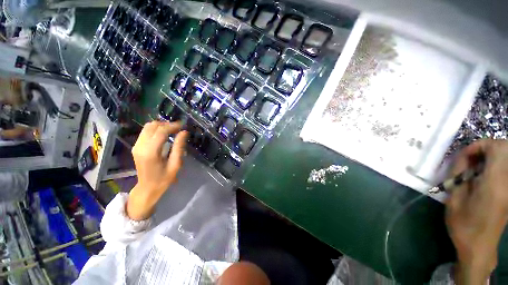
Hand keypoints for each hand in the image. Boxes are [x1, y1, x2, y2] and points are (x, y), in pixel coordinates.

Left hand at [127, 121, 187, 220]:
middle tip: (179, 129)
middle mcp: (140, 146)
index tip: (183, 126)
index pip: (161, 132)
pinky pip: (145, 132)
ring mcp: (136, 146)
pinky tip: (164, 135)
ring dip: (161, 126)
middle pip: (152, 126)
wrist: (147, 188)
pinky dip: (156, 130)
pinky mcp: (136, 146)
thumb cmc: (164, 179)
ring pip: (148, 127)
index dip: (173, 126)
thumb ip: (179, 147)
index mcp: (150, 152)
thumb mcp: (175, 164)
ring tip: (173, 131)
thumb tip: (184, 132)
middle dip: (167, 124)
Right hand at [446, 139, 507, 283]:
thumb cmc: (463, 224)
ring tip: (472, 169)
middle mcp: (507, 182)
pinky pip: (504, 169)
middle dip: (485, 148)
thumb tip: (463, 160)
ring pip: (505, 158)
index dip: (481, 145)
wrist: (479, 247)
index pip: (498, 148)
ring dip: (488, 157)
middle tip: (468, 160)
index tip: (465, 155)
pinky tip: (480, 177)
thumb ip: (459, 175)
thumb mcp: (454, 199)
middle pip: (505, 149)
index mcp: (494, 184)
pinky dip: (492, 166)